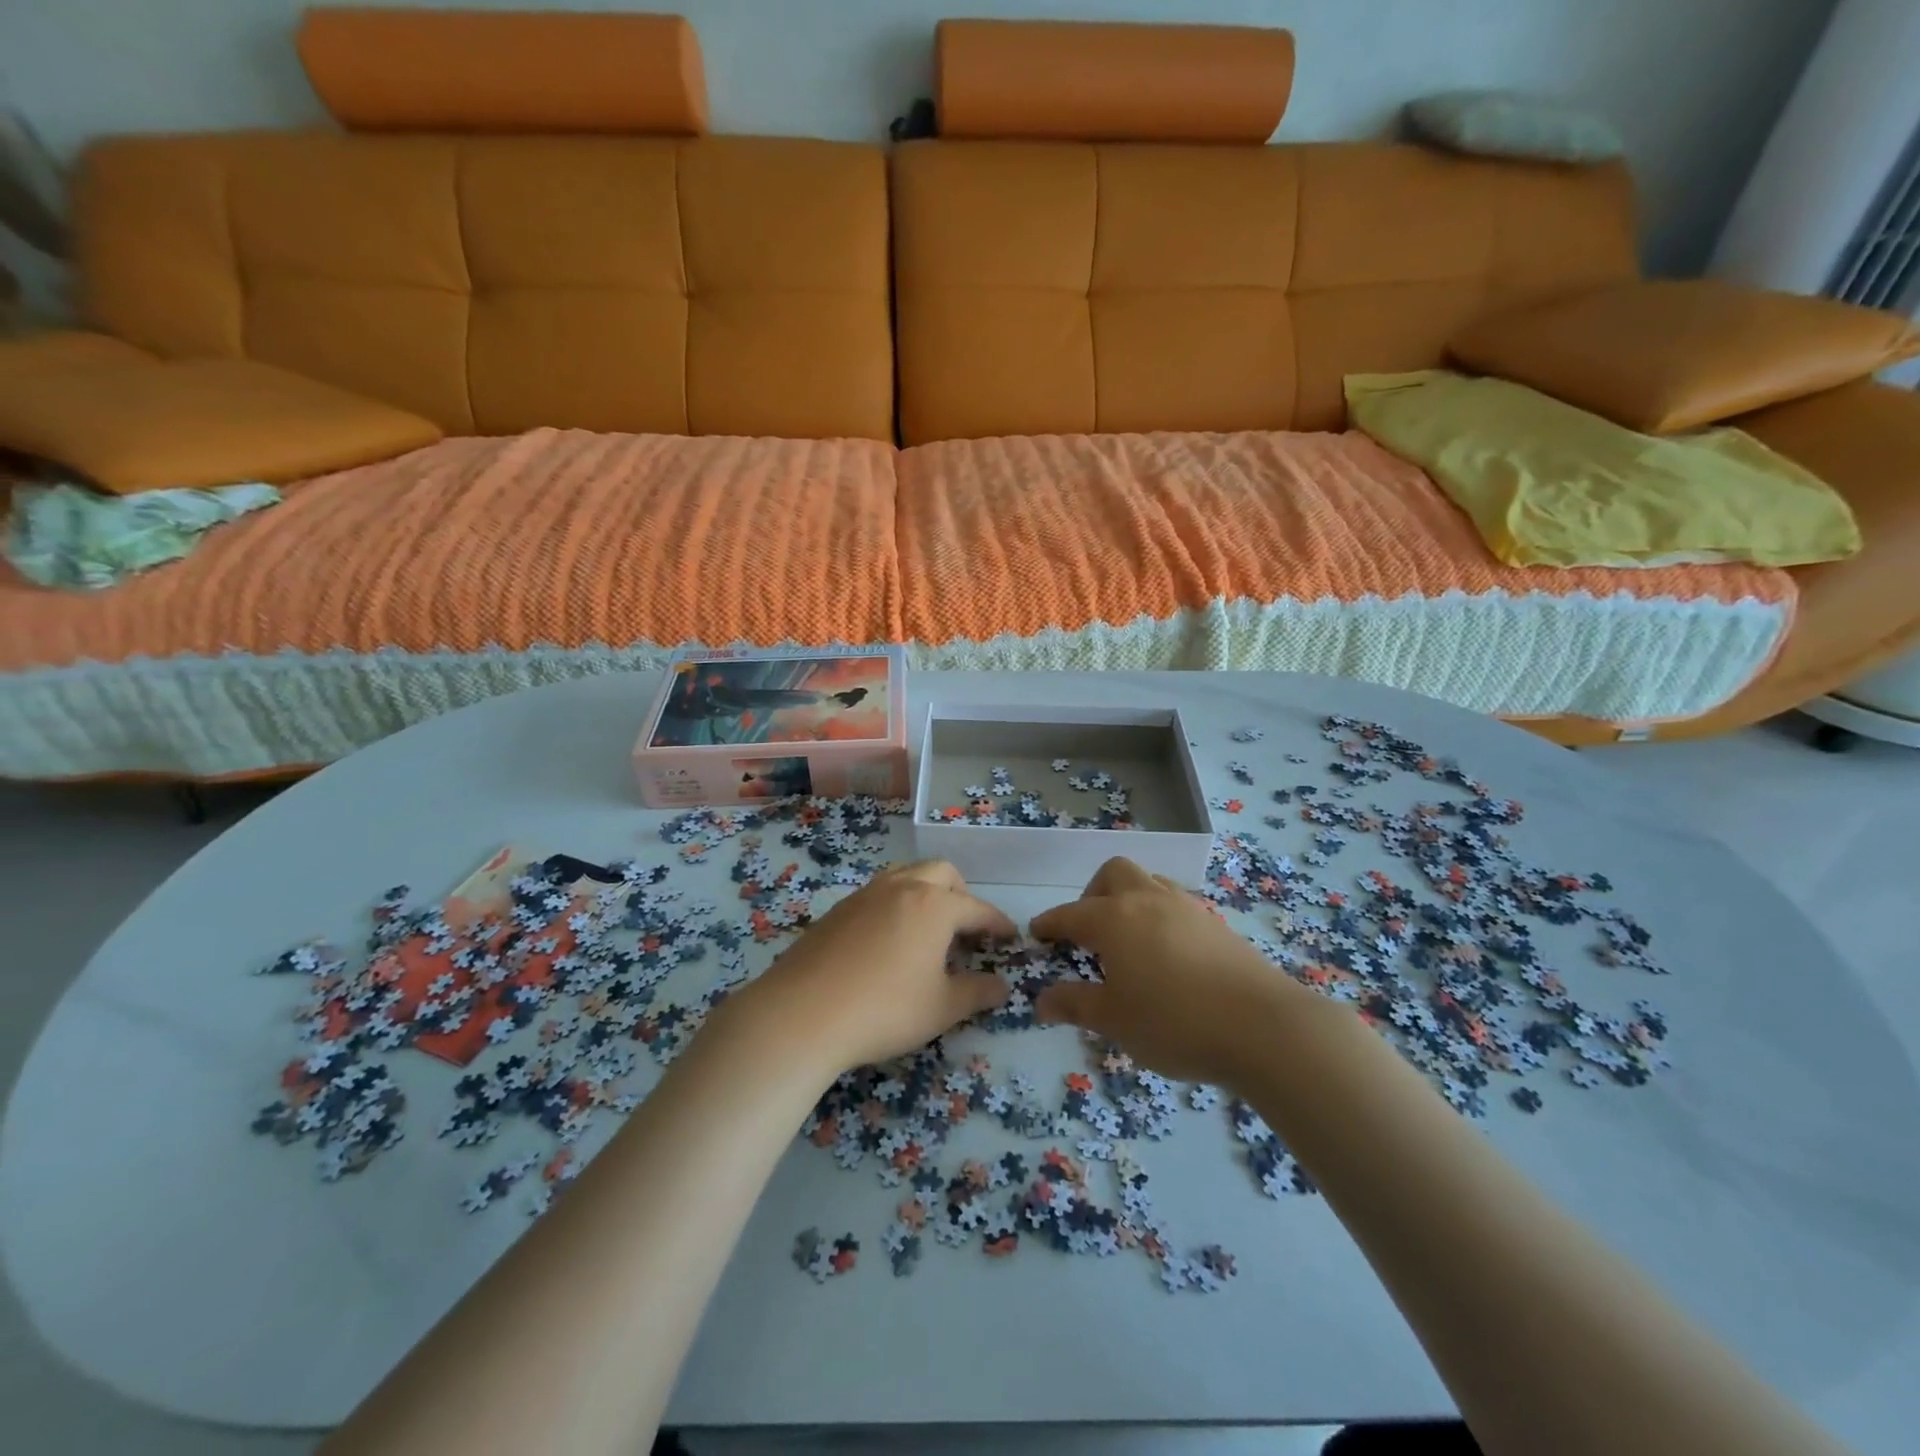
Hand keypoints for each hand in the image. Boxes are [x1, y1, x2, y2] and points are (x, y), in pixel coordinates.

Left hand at [727, 860, 1013, 1074]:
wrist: (802, 1013)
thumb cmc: (885, 1009)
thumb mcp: (942, 1008)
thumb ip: (977, 993)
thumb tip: (1001, 986)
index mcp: (934, 905)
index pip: (977, 908)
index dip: (998, 923)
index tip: (1011, 937)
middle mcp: (902, 888)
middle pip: (941, 873)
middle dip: (961, 895)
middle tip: (966, 928)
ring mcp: (865, 895)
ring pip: (905, 875)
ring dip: (926, 892)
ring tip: (928, 927)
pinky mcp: (837, 910)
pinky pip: (878, 894)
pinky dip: (896, 905)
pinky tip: (888, 941)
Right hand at [1031, 856, 1301, 1084]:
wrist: (1263, 1027)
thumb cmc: (1175, 1022)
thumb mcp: (1114, 1020)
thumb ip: (1075, 1004)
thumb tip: (1042, 1001)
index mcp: (1114, 918)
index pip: (1070, 914)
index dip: (1050, 924)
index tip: (1038, 934)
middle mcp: (1148, 900)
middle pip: (1113, 873)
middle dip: (1092, 894)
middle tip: (1088, 932)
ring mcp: (1186, 907)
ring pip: (1149, 881)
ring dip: (1129, 899)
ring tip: (1128, 939)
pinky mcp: (1216, 923)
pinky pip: (1176, 903)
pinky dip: (1159, 915)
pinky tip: (1166, 953)